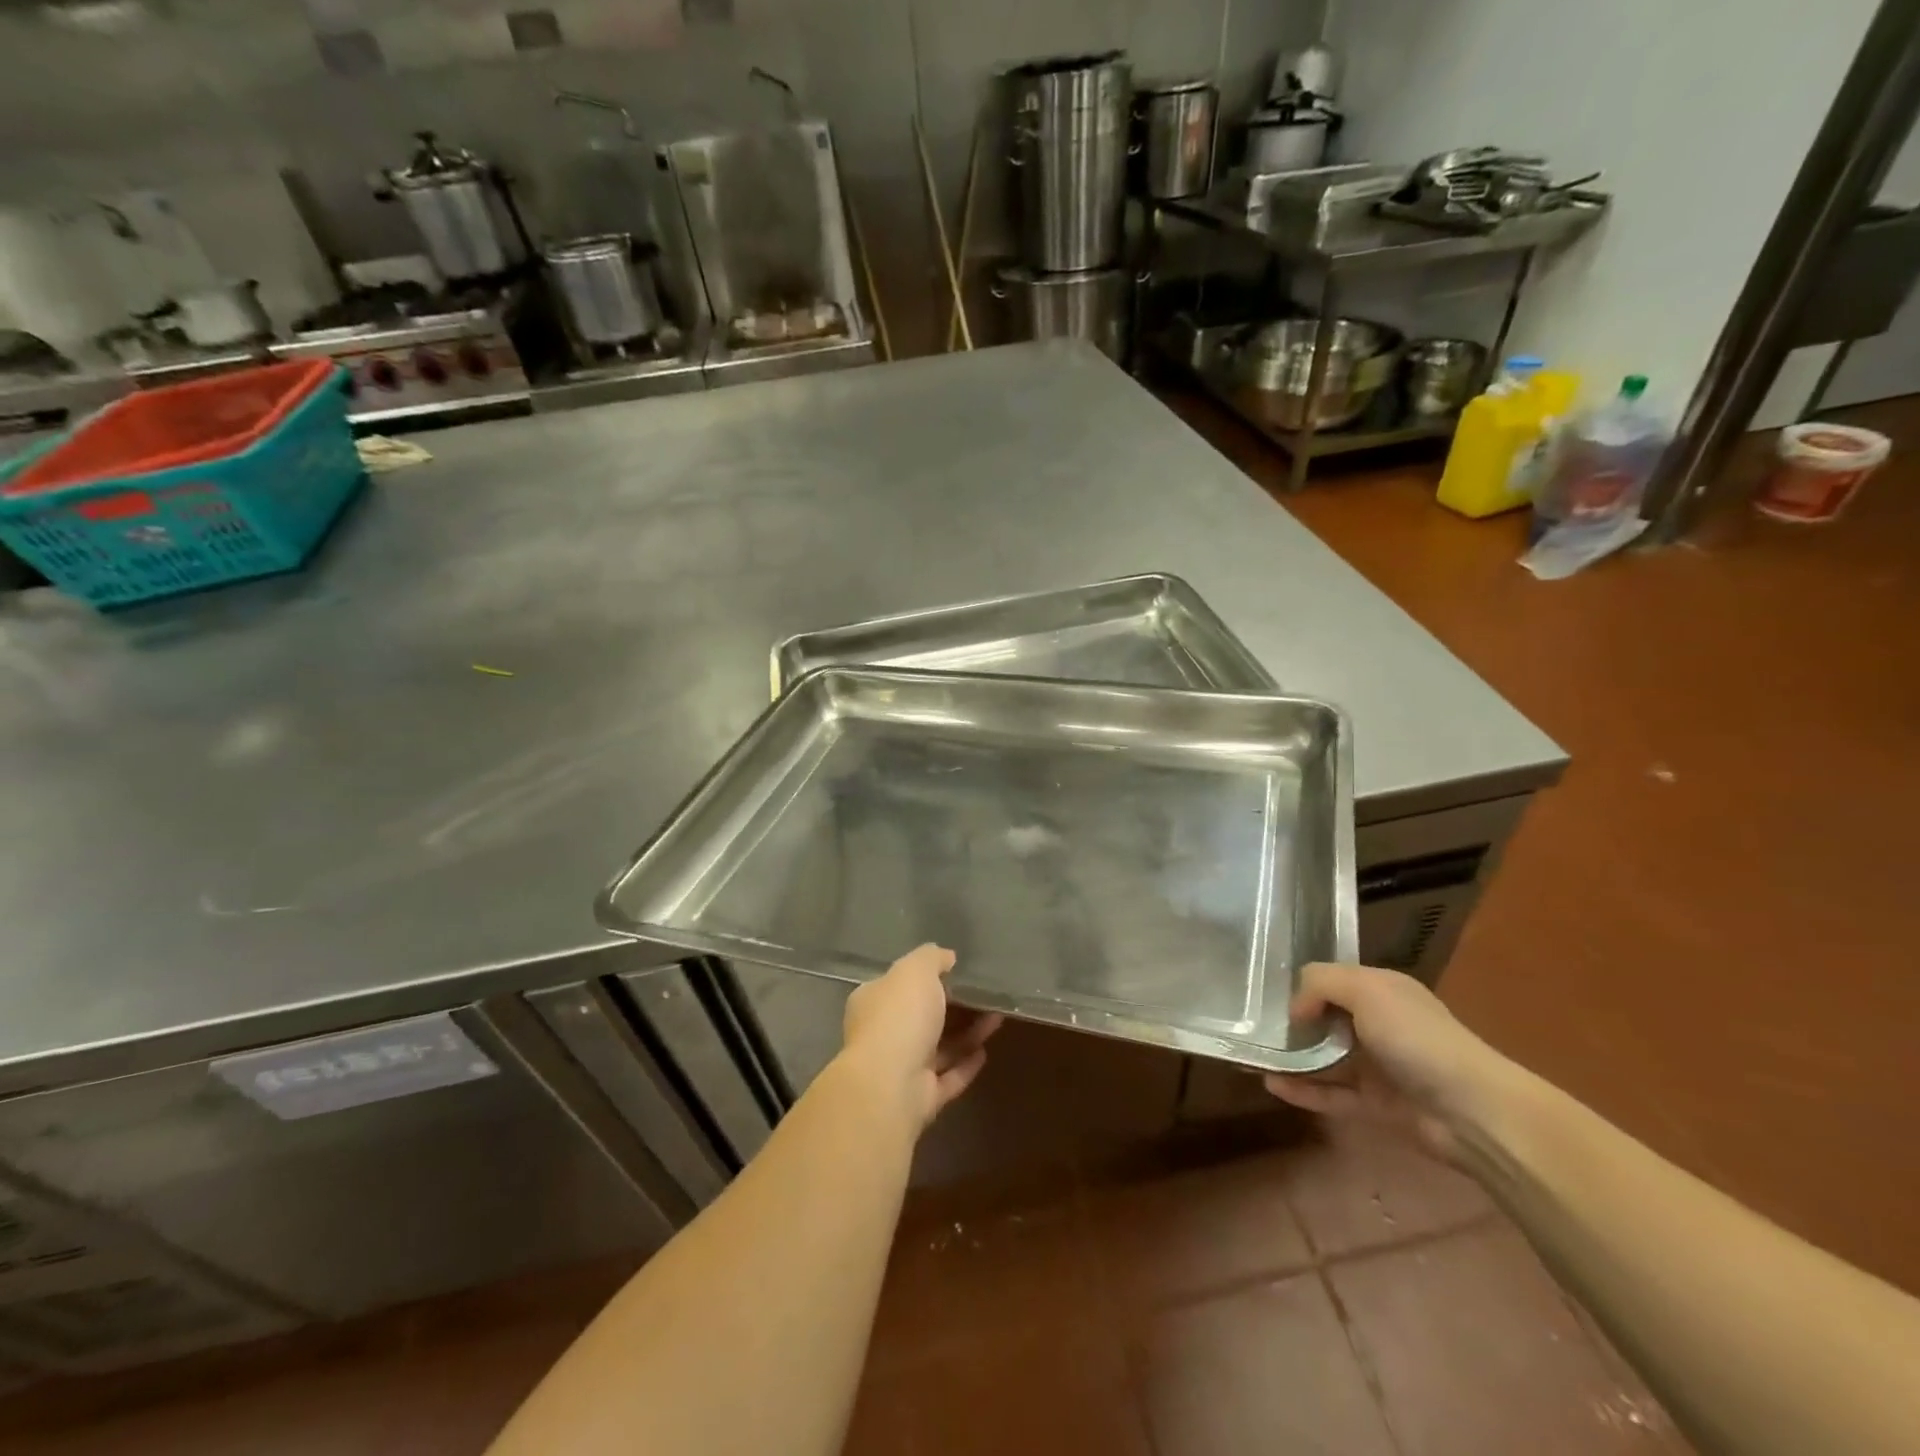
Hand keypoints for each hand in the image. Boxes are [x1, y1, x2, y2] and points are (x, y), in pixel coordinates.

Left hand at [839, 944, 1004, 1130]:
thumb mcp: (916, 970)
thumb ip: (931, 958)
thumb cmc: (900, 1016)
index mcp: (873, 1001)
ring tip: (997, 1017)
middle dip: (953, 1007)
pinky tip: (985, 1052)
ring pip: (939, 1048)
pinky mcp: (920, 1098)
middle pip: (922, 1017)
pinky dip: (965, 1065)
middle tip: (983, 995)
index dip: (925, 978)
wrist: (891, 1084)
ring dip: (967, 1034)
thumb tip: (946, 957)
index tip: (955, 972)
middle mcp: (883, 1034)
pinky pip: (948, 1077)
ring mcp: (901, 1069)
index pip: (898, 985)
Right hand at [1264, 962, 1514, 1160]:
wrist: (1472, 1111)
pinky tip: (1272, 1085)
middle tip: (1253, 1028)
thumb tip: (1296, 1010)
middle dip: (1292, 1023)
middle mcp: (1380, 1025)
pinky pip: (1332, 1095)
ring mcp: (1379, 1068)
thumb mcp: (1366, 989)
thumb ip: (1320, 984)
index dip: (1302, 986)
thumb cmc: (1417, 1038)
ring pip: (1326, 1059)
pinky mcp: (1377, 1106)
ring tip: (1252, 1057)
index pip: (1333, 981)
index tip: (1267, 996)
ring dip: (1293, 1059)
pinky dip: (1303, 1090)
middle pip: (1327, 1020)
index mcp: (1383, 991)